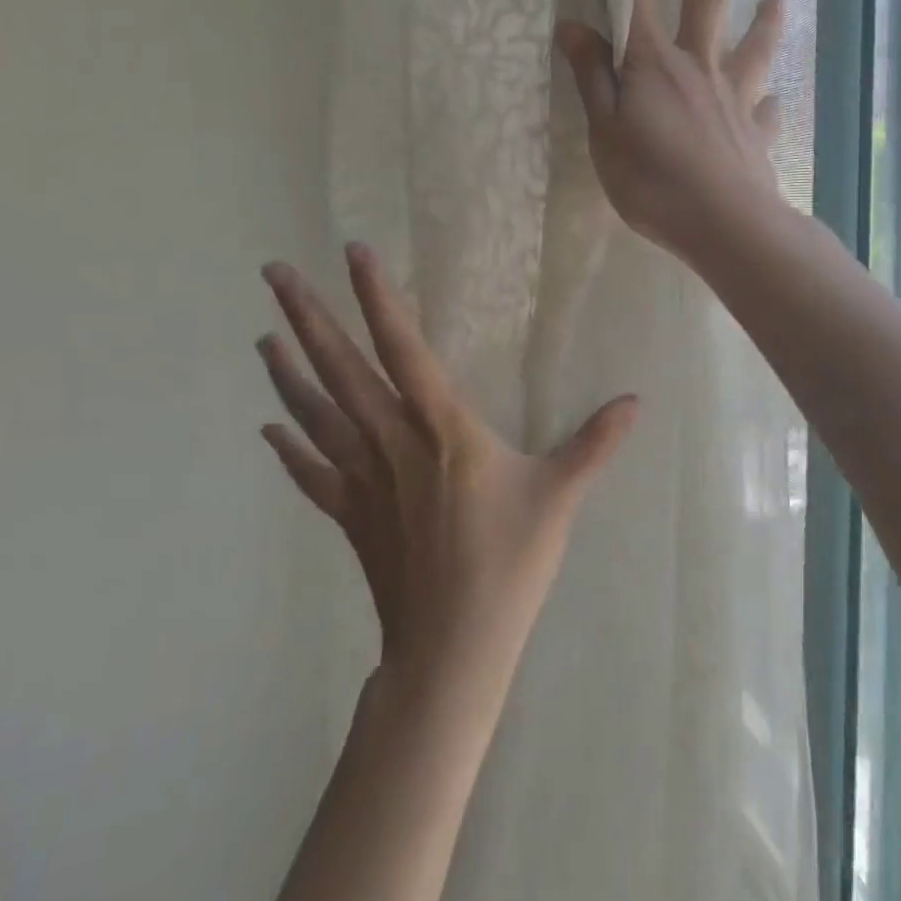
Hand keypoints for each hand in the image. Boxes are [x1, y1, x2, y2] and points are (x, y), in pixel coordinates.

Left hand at [258, 245, 637, 705]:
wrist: (451, 648)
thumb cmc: (508, 565)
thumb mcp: (559, 497)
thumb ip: (594, 444)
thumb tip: (636, 402)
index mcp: (442, 429)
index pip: (404, 348)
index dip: (378, 298)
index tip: (353, 252)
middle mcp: (392, 443)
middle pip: (341, 369)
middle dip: (308, 316)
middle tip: (273, 272)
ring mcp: (363, 480)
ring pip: (316, 413)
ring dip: (288, 371)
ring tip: (264, 334)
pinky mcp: (349, 515)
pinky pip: (311, 472)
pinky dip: (289, 446)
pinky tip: (270, 425)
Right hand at [555, 0, 788, 264]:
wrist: (723, 224)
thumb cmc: (652, 181)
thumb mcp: (604, 133)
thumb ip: (592, 78)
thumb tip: (573, 25)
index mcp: (655, 65)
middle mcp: (700, 68)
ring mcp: (735, 100)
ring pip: (752, 50)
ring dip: (765, 22)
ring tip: (779, 0)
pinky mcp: (756, 135)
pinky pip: (765, 113)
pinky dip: (769, 106)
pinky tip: (774, 104)